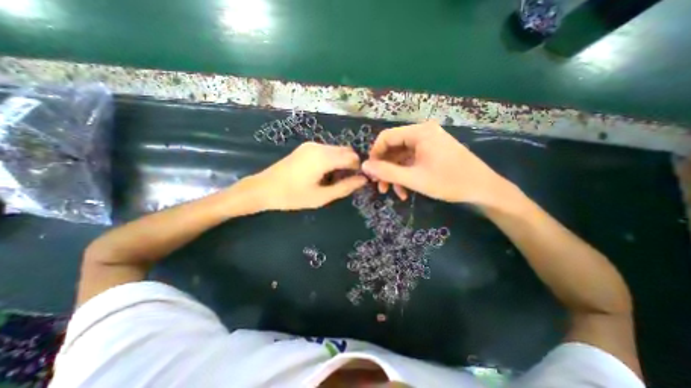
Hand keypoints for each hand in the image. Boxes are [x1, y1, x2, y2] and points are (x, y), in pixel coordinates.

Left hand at [250, 142, 366, 210]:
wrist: (263, 188)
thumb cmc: (293, 196)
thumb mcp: (321, 197)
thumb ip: (344, 187)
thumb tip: (363, 180)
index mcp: (324, 157)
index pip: (352, 157)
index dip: (359, 169)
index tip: (356, 182)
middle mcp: (319, 146)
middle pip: (346, 151)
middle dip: (351, 165)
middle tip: (344, 182)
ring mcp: (311, 145)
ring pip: (337, 150)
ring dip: (341, 163)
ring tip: (332, 180)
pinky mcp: (306, 147)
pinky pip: (327, 151)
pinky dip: (332, 160)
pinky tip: (323, 173)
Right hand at [362, 122, 505, 207]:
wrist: (484, 189)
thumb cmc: (449, 182)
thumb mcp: (414, 179)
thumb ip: (387, 171)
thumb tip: (364, 166)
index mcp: (419, 132)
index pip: (386, 137)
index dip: (375, 154)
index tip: (371, 173)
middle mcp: (422, 133)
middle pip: (393, 148)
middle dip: (385, 168)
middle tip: (380, 186)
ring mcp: (428, 142)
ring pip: (401, 157)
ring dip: (395, 175)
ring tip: (393, 193)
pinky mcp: (432, 152)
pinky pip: (412, 161)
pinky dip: (405, 175)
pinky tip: (405, 191)